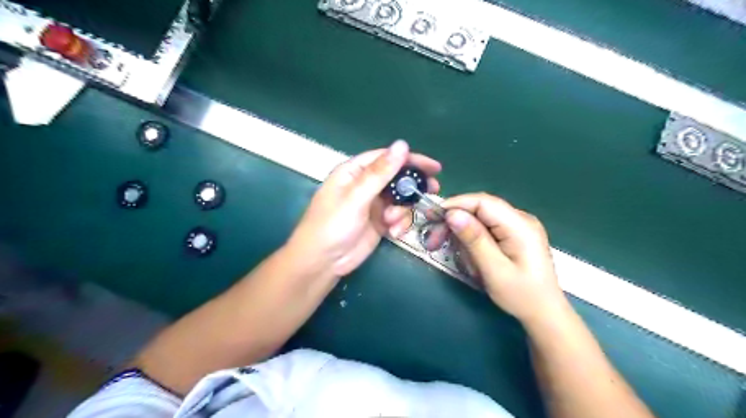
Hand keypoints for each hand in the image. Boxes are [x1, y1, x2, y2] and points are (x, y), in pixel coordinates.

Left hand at [285, 143, 438, 278]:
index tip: (434, 167)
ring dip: (403, 211)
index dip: (411, 159)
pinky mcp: (379, 222)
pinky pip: (398, 217)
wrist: (322, 262)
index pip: (386, 158)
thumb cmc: (332, 225)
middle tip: (432, 190)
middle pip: (396, 178)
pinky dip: (399, 224)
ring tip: (392, 222)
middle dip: (413, 186)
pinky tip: (393, 233)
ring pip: (400, 199)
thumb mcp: (356, 197)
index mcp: (354, 172)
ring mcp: (373, 204)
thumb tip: (402, 145)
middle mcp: (365, 185)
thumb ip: (380, 173)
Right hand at [441, 194, 564, 324]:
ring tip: (450, 249)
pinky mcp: (513, 234)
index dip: (456, 204)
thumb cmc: (521, 295)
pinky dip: (471, 237)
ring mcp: (518, 226)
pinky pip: (487, 227)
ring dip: (461, 231)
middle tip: (434, 239)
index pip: (483, 202)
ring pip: (481, 217)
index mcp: (520, 225)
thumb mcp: (495, 270)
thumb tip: (452, 214)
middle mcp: (521, 219)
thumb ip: (475, 240)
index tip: (433, 217)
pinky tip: (465, 251)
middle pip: (480, 208)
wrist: (544, 313)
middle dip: (455, 220)